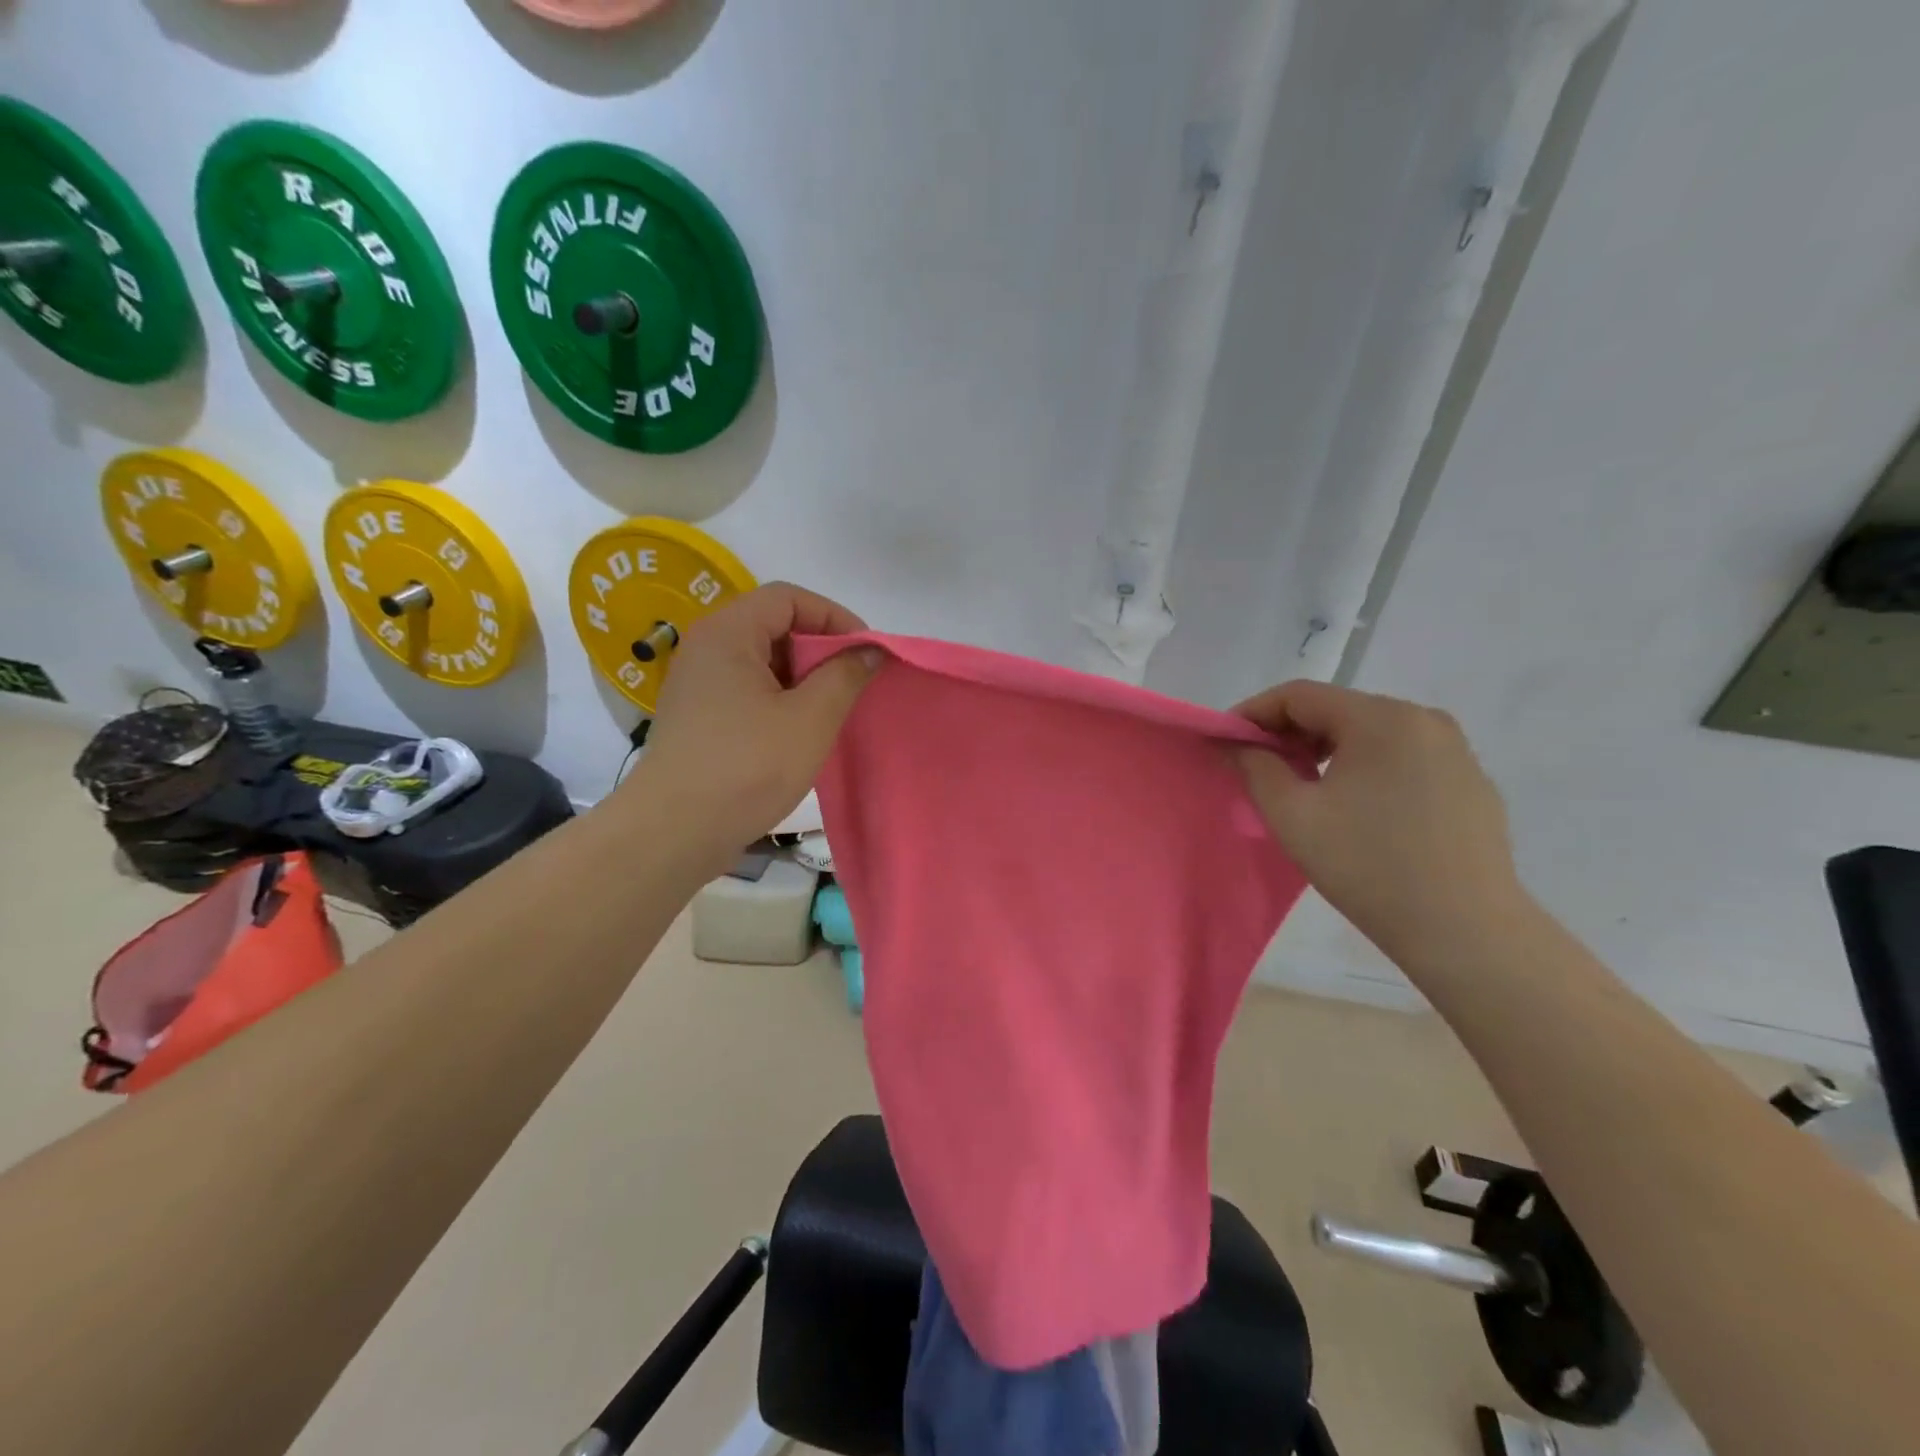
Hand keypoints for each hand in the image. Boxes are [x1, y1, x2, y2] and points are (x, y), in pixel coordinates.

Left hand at [628, 583, 879, 868]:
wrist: (674, 831)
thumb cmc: (747, 766)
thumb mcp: (810, 719)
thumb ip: (845, 676)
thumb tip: (869, 651)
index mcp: (728, 633)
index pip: (788, 598)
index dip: (834, 616)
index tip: (865, 651)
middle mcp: (706, 647)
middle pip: (773, 625)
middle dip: (820, 649)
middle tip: (852, 683)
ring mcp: (698, 683)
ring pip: (762, 661)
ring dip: (802, 678)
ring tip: (832, 710)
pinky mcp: (698, 716)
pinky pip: (747, 689)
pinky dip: (780, 699)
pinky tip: (800, 731)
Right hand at [1232, 681, 1526, 963]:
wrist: (1465, 931)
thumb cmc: (1368, 866)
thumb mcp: (1293, 816)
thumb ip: (1255, 768)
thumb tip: (1235, 743)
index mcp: (1380, 718)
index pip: (1300, 695)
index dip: (1253, 713)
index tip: (1226, 742)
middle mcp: (1423, 719)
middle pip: (1337, 710)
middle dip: (1289, 733)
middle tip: (1257, 768)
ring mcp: (1454, 750)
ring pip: (1370, 733)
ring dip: (1326, 751)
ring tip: (1303, 788)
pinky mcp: (1470, 782)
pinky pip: (1402, 758)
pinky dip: (1365, 768)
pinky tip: (1355, 809)